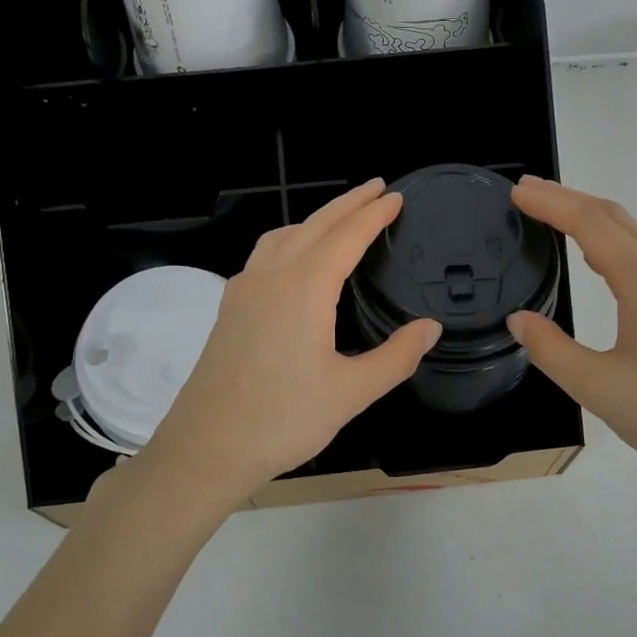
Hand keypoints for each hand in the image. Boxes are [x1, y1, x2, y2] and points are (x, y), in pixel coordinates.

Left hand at [133, 179, 442, 515]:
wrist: (206, 448)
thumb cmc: (283, 420)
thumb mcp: (351, 392)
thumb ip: (396, 356)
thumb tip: (430, 327)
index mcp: (304, 288)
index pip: (346, 237)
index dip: (373, 215)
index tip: (395, 197)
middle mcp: (271, 277)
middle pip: (313, 225)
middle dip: (347, 204)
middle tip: (376, 188)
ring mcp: (243, 291)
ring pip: (282, 236)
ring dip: (314, 220)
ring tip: (338, 220)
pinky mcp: (228, 309)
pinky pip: (263, 256)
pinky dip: (288, 241)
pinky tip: (293, 262)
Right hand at [507, 176, 636, 505]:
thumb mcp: (600, 390)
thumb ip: (552, 350)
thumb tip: (519, 319)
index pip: (593, 225)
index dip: (553, 203)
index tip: (517, 192)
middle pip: (617, 220)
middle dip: (570, 200)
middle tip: (527, 194)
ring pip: (636, 239)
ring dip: (593, 220)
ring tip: (554, 218)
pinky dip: (614, 244)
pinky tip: (600, 261)